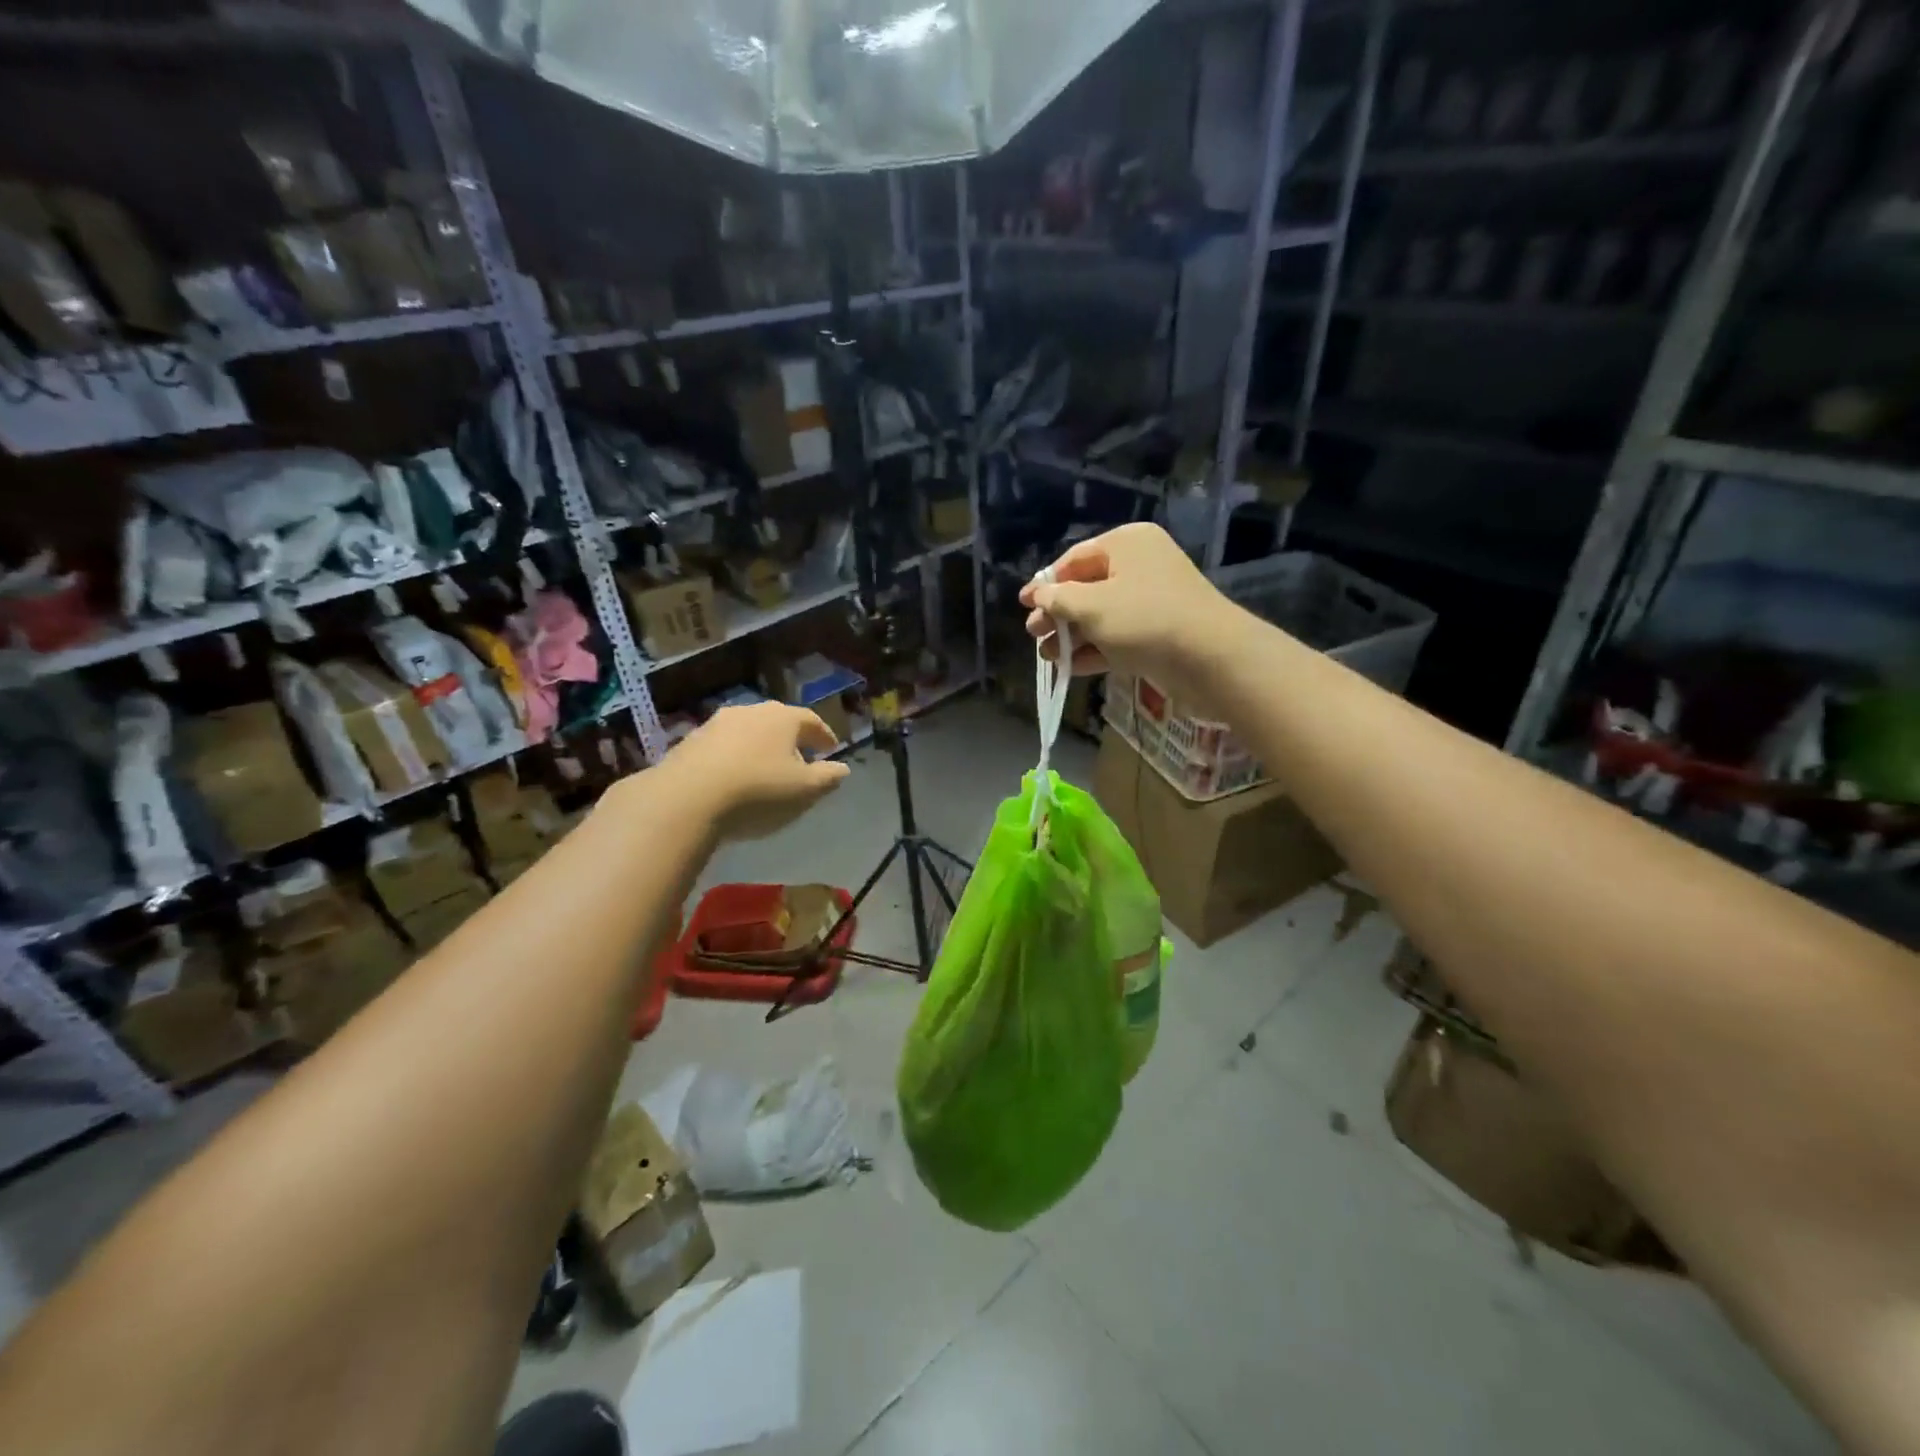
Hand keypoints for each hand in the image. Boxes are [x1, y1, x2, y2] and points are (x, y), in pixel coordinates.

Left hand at [656, 703, 851, 841]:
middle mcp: (750, 711)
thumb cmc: (758, 792)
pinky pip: (723, 746)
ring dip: (760, 747)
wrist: (685, 799)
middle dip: (791, 739)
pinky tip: (733, 778)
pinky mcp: (690, 741)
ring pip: (748, 732)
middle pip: (778, 722)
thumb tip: (842, 768)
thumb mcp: (805, 791)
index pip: (811, 720)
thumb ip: (828, 778)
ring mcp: (716, 724)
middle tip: (800, 759)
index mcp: (783, 718)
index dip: (824, 735)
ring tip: (765, 770)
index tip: (831, 749)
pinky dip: (734, 758)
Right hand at [1019, 524, 1235, 701]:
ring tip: (1048, 657)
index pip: (1075, 559)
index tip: (1023, 604)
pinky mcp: (1159, 633)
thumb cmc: (1144, 619)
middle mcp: (1140, 565)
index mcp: (1126, 543)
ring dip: (1072, 636)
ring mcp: (1152, 601)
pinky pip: (1118, 636)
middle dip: (1057, 614)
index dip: (1045, 583)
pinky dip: (1095, 649)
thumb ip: (1059, 599)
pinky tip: (1070, 667)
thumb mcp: (1092, 606)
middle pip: (1087, 587)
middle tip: (1033, 634)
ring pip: (1101, 615)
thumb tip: (1038, 594)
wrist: (1210, 657)